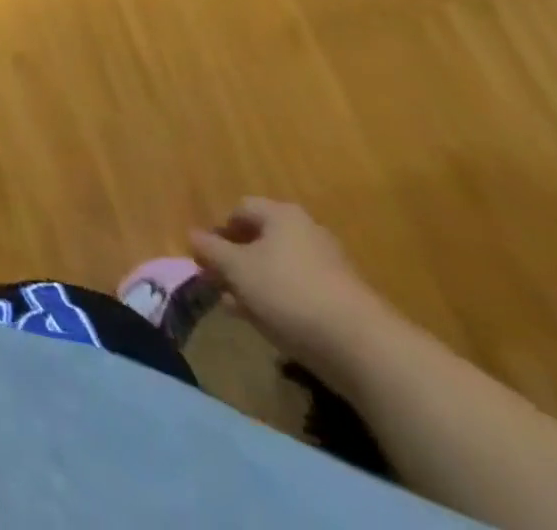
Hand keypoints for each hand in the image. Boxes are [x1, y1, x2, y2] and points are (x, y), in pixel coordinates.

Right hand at [191, 199, 389, 373]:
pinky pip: (301, 291)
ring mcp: (330, 266)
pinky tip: (271, 325)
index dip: (219, 230)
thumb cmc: (289, 293)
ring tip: (240, 309)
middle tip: (220, 284)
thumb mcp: (237, 270)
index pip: (241, 209)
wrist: (365, 348)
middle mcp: (307, 232)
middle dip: (237, 260)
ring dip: (257, 284)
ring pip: (280, 268)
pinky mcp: (345, 300)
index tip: (207, 257)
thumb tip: (191, 235)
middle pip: (262, 239)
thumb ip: (211, 250)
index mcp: (281, 214)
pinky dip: (282, 302)